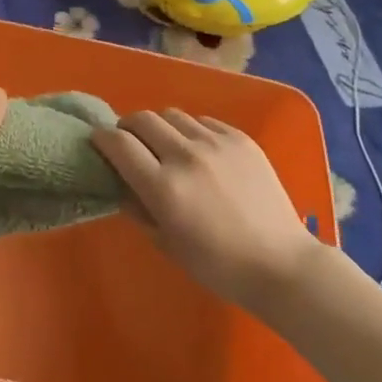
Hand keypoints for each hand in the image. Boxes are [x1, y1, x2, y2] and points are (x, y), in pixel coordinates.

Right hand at [92, 110, 325, 309]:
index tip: (100, 143)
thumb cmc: (219, 266)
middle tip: (130, 142)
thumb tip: (121, 184)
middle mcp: (186, 156)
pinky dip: (192, 131)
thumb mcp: (167, 245)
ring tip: (167, 145)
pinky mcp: (240, 138)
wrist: (282, 264)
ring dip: (161, 127)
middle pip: (142, 119)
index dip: (102, 139)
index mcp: (163, 187)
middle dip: (128, 127)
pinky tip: (199, 151)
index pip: (119, 144)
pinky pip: (204, 121)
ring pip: (172, 115)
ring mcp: (215, 143)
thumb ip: (139, 209)